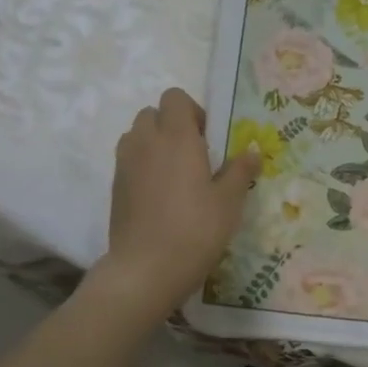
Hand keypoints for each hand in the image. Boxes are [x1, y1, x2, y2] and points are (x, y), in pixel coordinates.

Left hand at [97, 88, 261, 319]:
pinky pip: (129, 161)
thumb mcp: (229, 201)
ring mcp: (125, 164)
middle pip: (153, 113)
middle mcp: (145, 142)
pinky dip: (143, 166)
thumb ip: (240, 171)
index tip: (209, 139)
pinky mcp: (115, 187)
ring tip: (176, 176)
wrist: (146, 268)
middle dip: (172, 126)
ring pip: (137, 136)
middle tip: (195, 157)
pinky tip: (161, 197)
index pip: (175, 97)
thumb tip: (252, 151)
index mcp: (176, 137)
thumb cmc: (196, 230)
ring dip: (155, 144)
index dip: (193, 111)